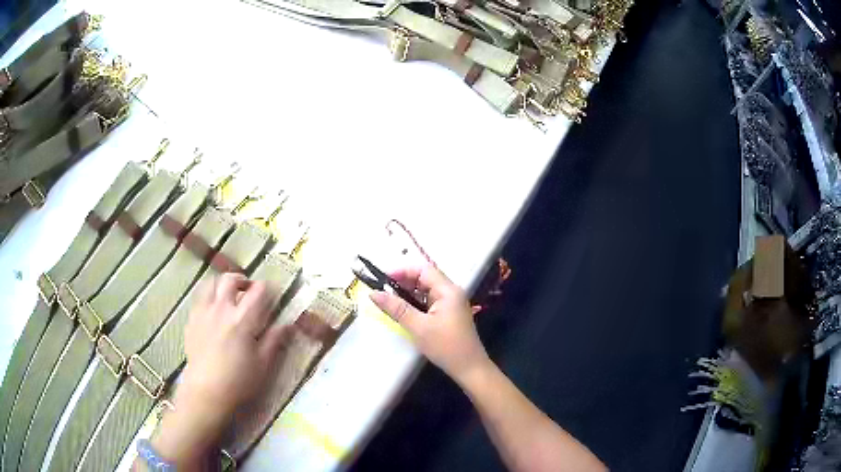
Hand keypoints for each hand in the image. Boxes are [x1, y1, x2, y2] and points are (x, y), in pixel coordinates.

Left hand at [149, 273, 293, 468]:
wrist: (206, 391)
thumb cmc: (239, 380)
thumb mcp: (263, 364)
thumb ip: (275, 340)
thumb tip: (289, 324)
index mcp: (242, 319)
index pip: (258, 291)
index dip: (268, 289)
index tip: (273, 294)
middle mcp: (221, 308)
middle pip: (231, 280)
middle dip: (243, 281)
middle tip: (249, 292)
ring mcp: (204, 312)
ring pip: (211, 284)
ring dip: (223, 285)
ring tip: (229, 296)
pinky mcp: (192, 320)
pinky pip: (199, 298)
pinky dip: (209, 297)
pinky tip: (213, 311)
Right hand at [370, 264, 490, 383]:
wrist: (469, 368)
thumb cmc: (446, 346)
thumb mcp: (418, 327)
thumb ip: (396, 308)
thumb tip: (373, 293)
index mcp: (448, 290)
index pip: (423, 270)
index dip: (402, 271)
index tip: (382, 279)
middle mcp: (451, 292)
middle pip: (424, 278)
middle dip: (403, 282)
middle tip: (382, 291)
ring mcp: (450, 303)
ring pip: (425, 290)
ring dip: (408, 293)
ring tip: (388, 300)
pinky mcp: (448, 313)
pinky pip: (428, 301)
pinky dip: (415, 302)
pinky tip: (402, 310)